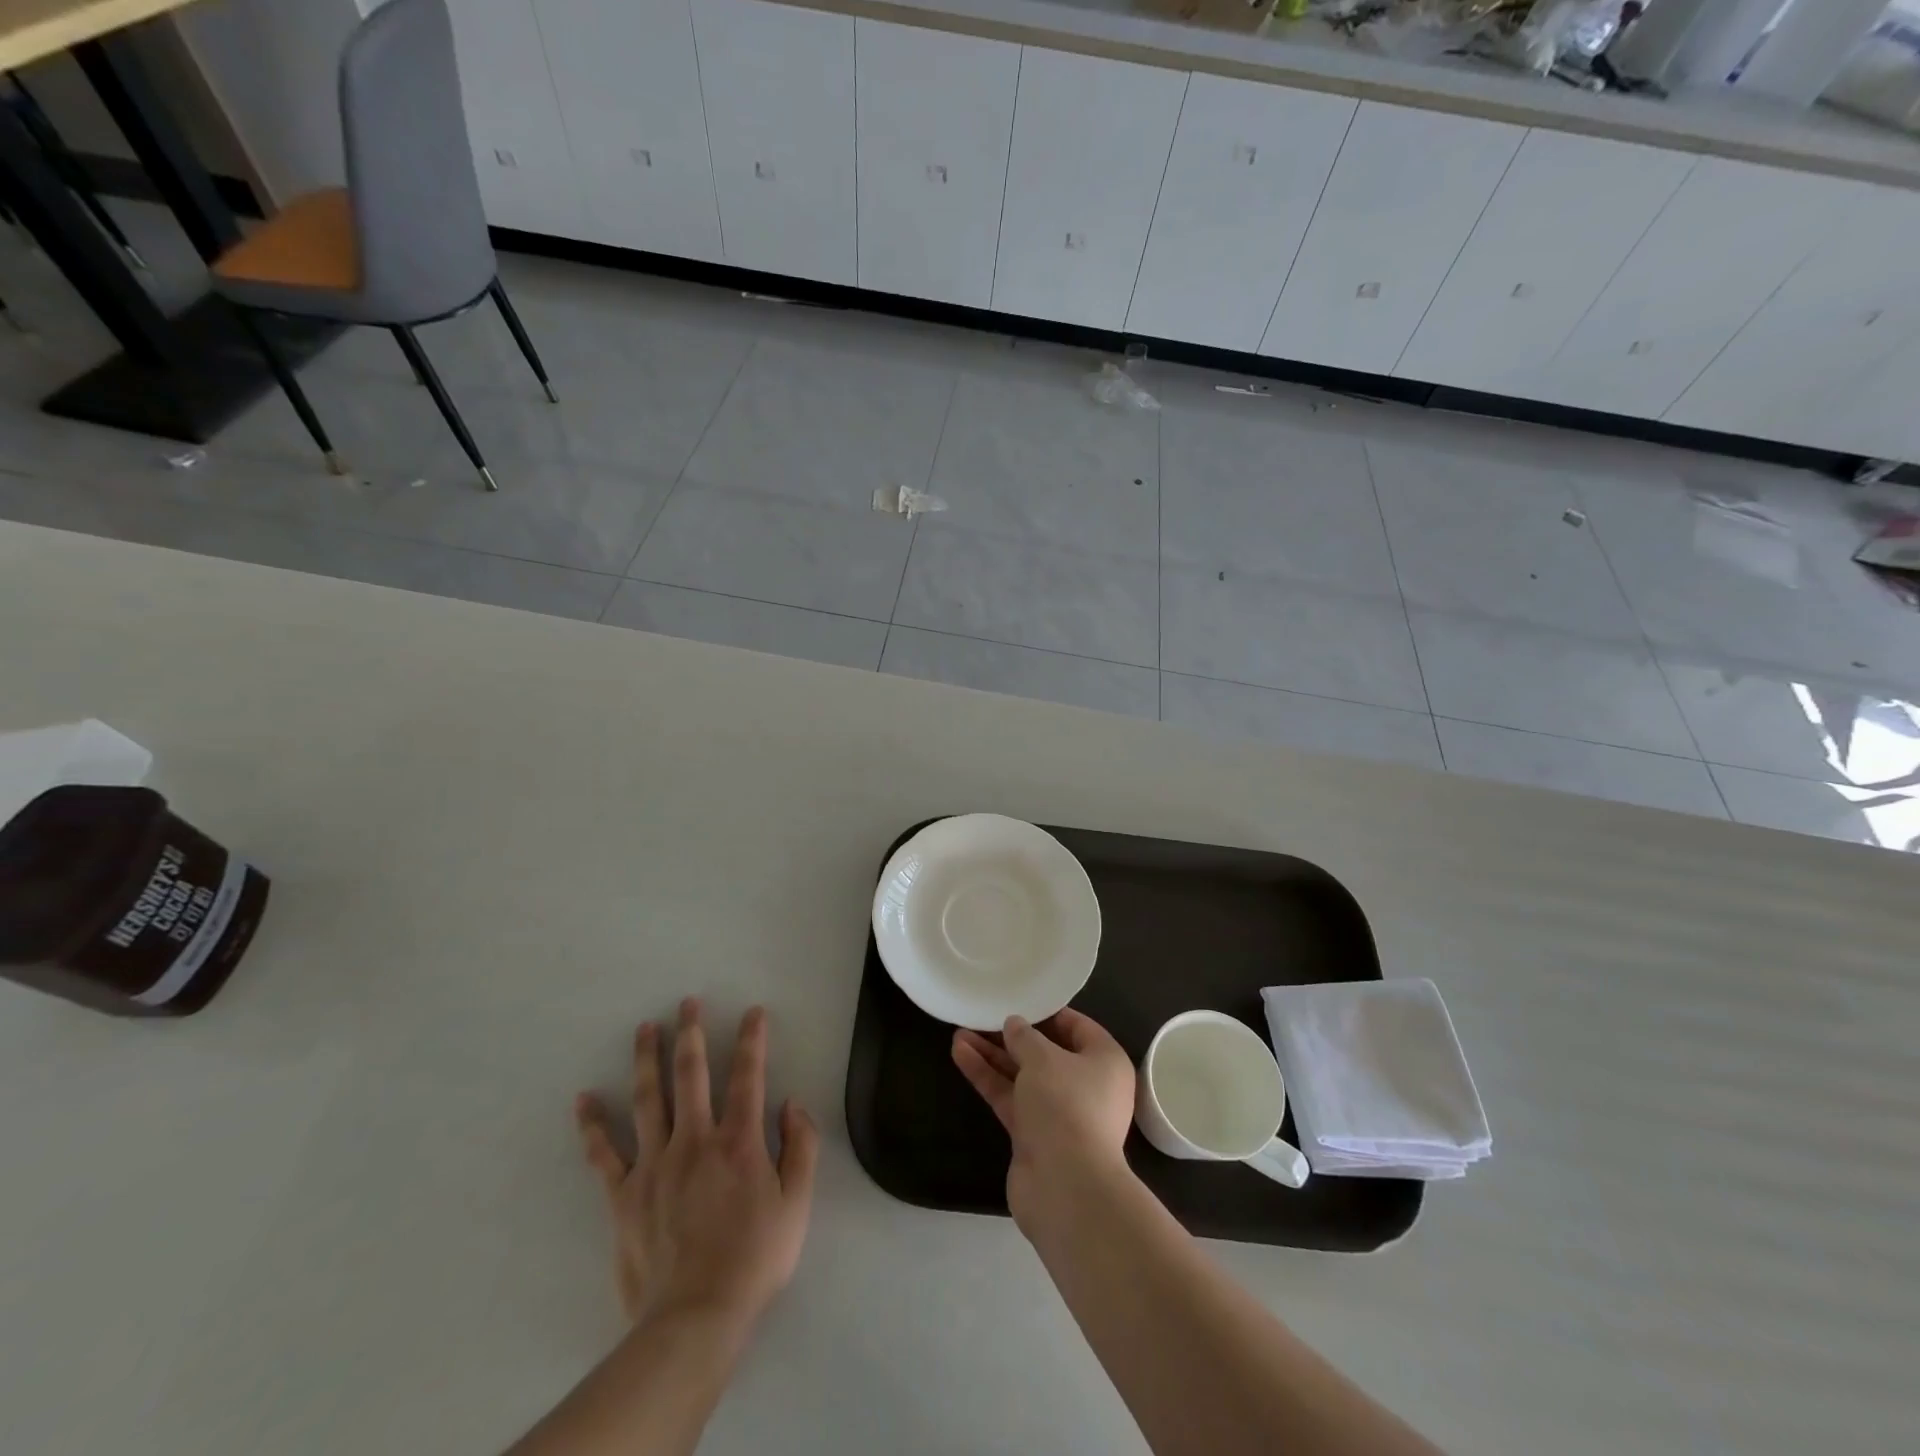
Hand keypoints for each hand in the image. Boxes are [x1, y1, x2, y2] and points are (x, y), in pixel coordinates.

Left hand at [575, 998, 819, 1331]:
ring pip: (648, 1100)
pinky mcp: (624, 1195)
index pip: (748, 1076)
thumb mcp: (798, 1204)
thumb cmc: (754, 1258)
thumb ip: (801, 1147)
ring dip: (646, 1059)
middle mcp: (695, 1140)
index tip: (753, 1011)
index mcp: (738, 1141)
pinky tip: (584, 1099)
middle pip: (691, 1075)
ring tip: (645, 1028)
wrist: (696, 1317)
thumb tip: (792, 1104)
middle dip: (691, 1034)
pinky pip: (604, 1154)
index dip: (752, 1040)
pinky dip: (592, 1126)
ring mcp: (654, 1165)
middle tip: (688, 1002)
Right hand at [951, 1009, 1135, 1234]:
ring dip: (993, 1055)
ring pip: (1023, 1075)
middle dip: (1011, 1036)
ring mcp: (1060, 1113)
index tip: (1018, 1000)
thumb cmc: (1066, 1106)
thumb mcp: (1043, 1058)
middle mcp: (1087, 1085)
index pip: (1077, 1026)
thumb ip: (1024, 1037)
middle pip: (1045, 1052)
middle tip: (982, 1016)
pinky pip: (1011, 1097)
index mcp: (1105, 1061)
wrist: (1066, 1187)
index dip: (1046, 1013)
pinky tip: (961, 1055)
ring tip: (959, 1032)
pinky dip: (988, 1077)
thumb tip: (1014, 1025)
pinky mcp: (1035, 1135)